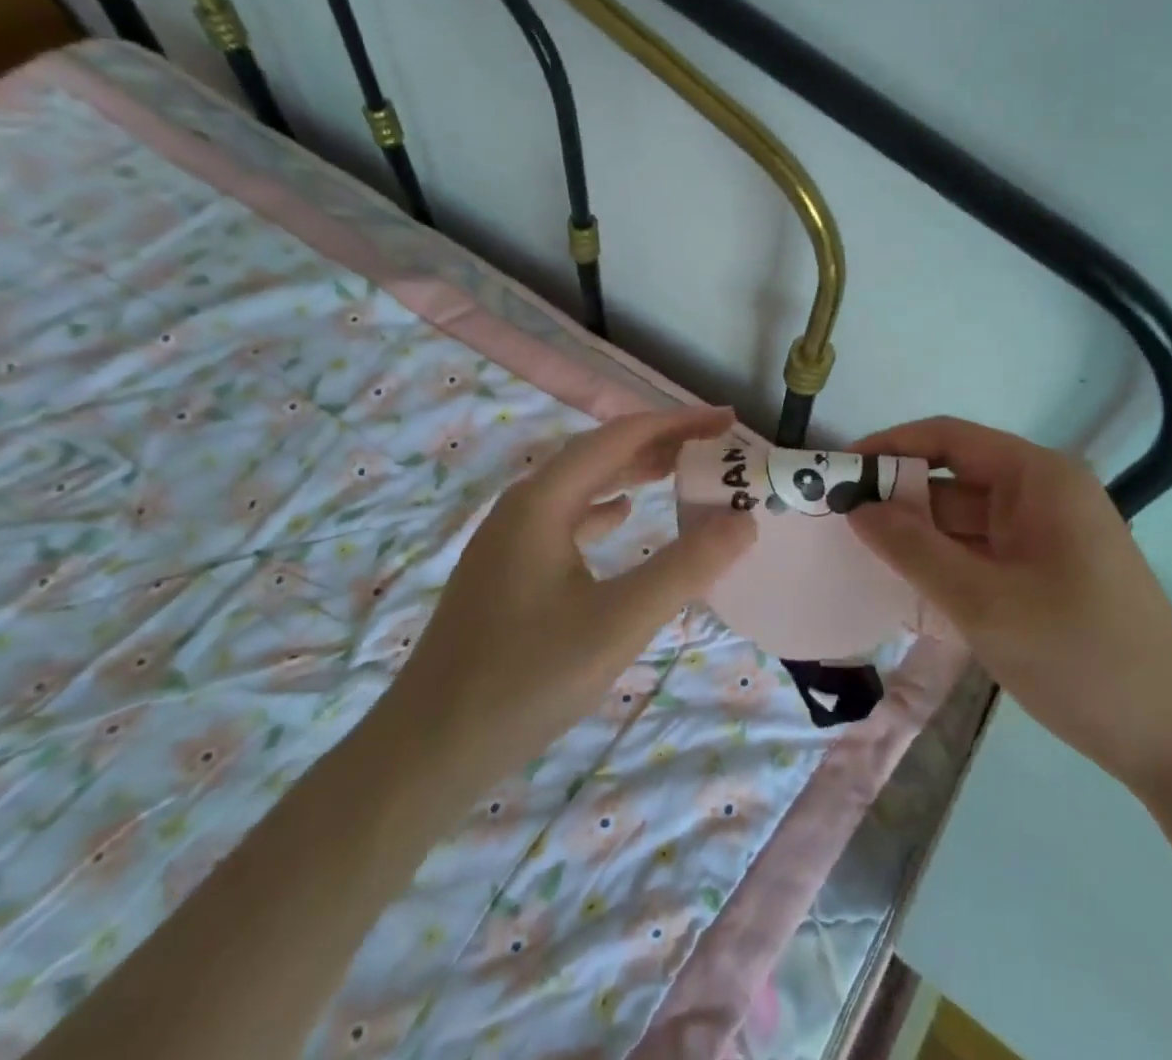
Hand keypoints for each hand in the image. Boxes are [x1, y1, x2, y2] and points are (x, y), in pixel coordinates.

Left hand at [391, 406, 755, 786]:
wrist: (427, 751)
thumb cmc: (525, 680)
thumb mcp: (618, 623)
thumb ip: (686, 567)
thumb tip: (744, 520)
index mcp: (543, 501)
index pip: (620, 437)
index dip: (677, 423)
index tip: (726, 421)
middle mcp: (522, 505)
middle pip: (598, 453)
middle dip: (658, 443)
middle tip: (713, 446)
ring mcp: (508, 537)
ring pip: (581, 485)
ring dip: (632, 471)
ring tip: (679, 471)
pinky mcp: (505, 570)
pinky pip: (565, 518)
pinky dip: (602, 508)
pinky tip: (622, 516)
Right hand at [849, 417, 1171, 805]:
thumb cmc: (1077, 657)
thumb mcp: (981, 602)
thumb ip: (912, 548)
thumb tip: (855, 507)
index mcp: (1038, 478)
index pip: (949, 438)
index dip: (891, 446)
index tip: (841, 470)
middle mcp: (1045, 494)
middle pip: (955, 480)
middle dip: (899, 499)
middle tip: (839, 523)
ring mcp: (1049, 534)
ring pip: (966, 520)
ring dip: (920, 537)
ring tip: (861, 555)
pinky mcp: (1049, 570)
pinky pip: (984, 551)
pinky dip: (946, 563)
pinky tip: (908, 585)